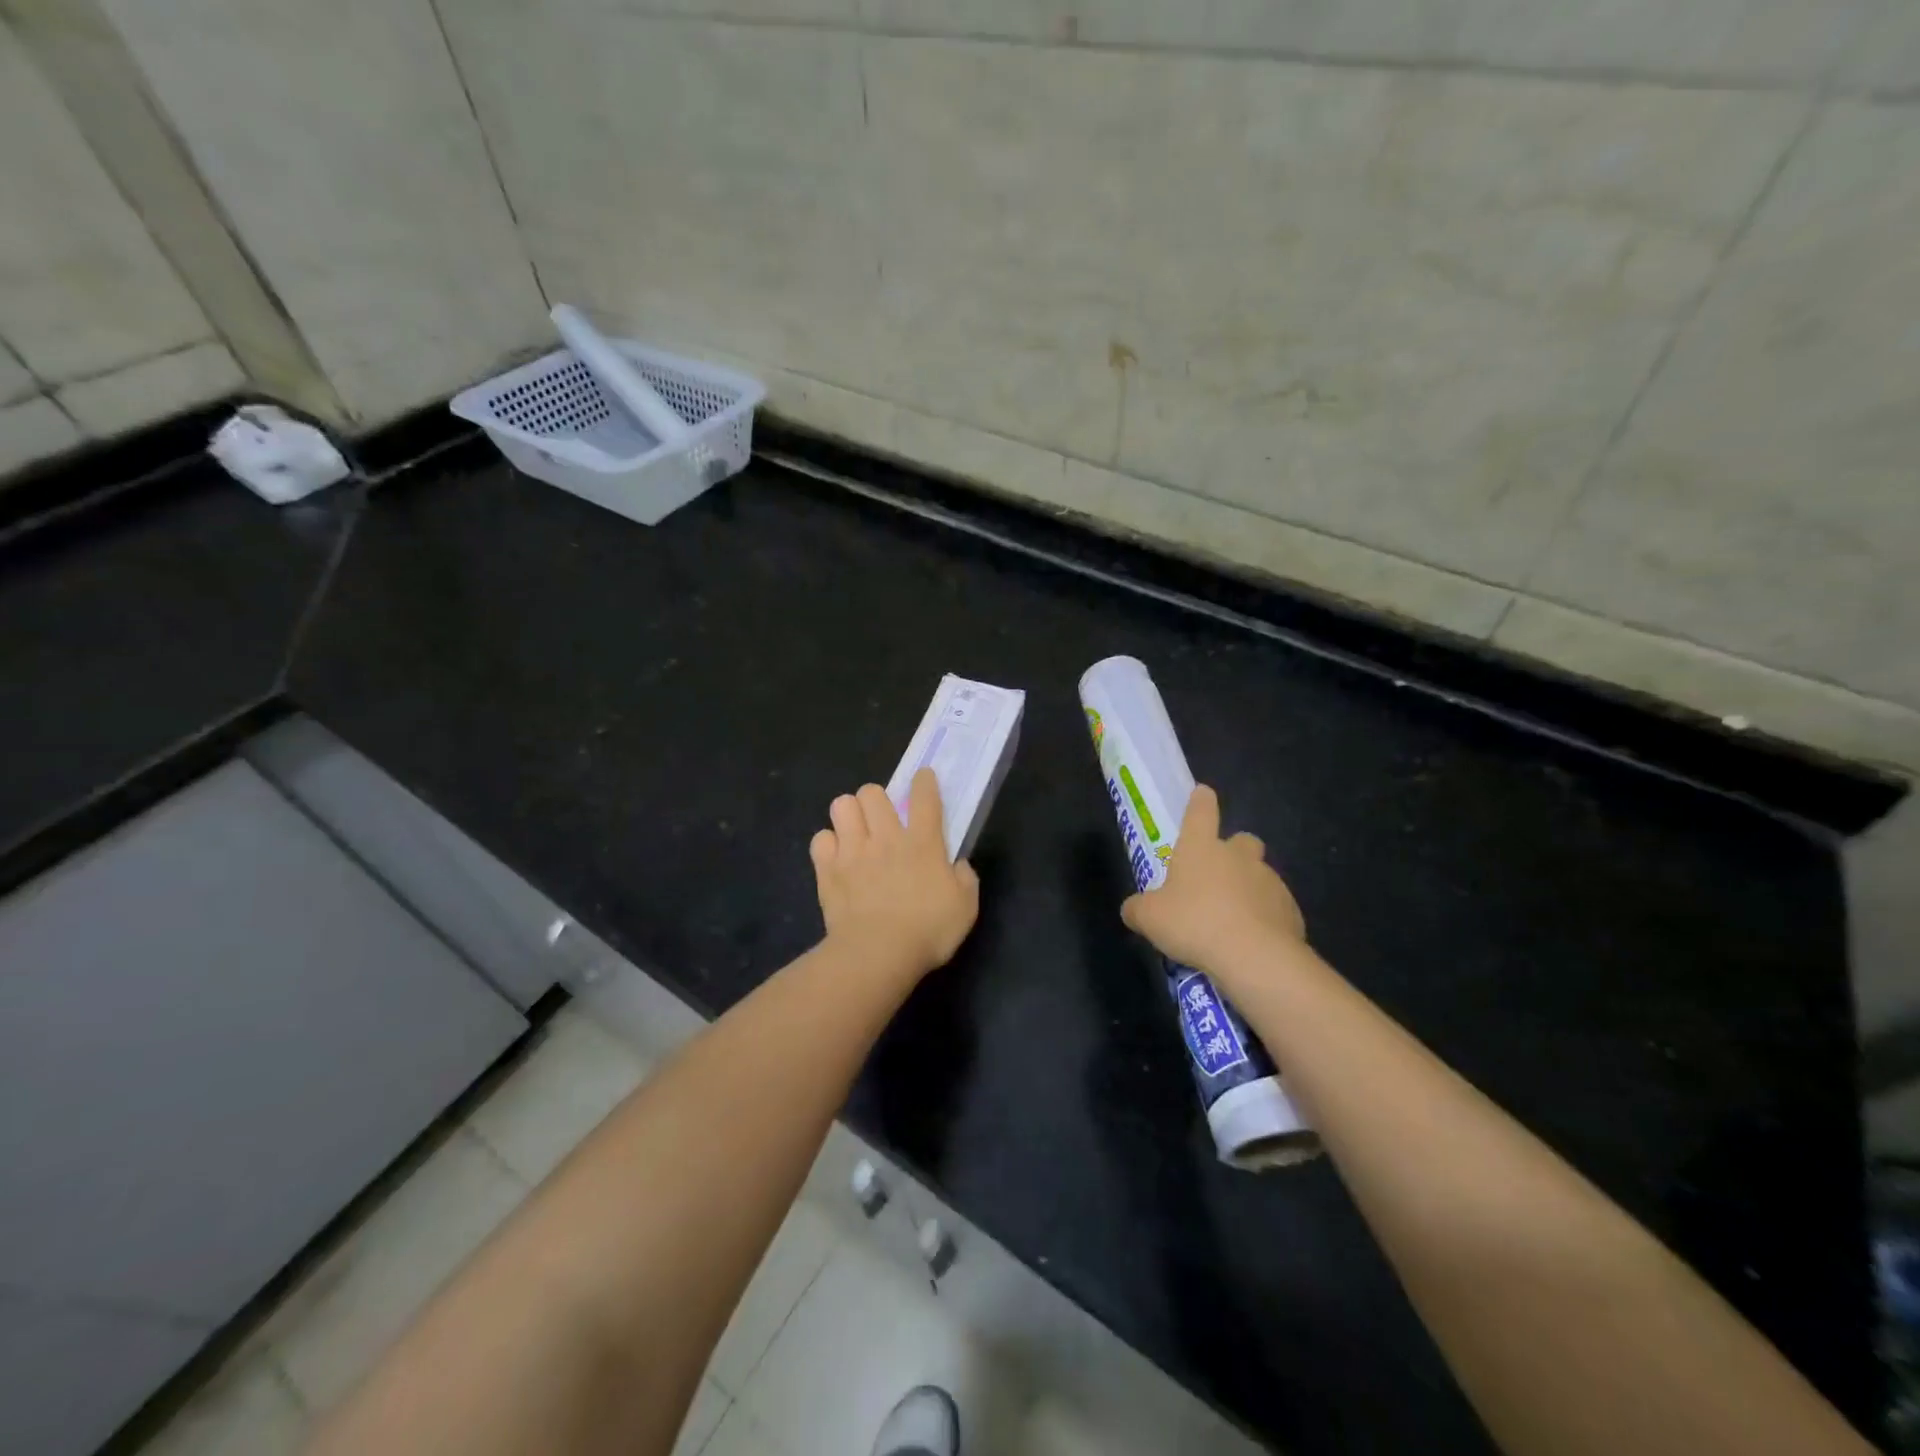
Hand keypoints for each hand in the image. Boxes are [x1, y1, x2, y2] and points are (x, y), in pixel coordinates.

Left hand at [811, 768, 979, 977]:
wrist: (877, 954)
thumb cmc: (927, 931)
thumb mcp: (965, 908)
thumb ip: (965, 880)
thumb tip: (958, 865)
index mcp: (923, 843)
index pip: (924, 797)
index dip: (924, 782)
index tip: (923, 779)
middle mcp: (886, 837)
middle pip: (872, 792)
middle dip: (876, 799)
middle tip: (880, 820)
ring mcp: (853, 851)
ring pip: (842, 805)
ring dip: (849, 814)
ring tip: (855, 832)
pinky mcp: (828, 870)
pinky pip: (820, 839)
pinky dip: (827, 845)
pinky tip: (836, 858)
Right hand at [1120, 784, 1304, 974]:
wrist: (1254, 957)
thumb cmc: (1194, 924)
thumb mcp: (1149, 918)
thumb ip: (1138, 909)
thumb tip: (1133, 909)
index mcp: (1201, 847)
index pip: (1201, 810)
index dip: (1200, 801)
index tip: (1202, 794)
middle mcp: (1238, 855)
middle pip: (1241, 840)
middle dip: (1233, 852)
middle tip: (1216, 877)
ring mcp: (1269, 880)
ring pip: (1259, 874)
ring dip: (1247, 888)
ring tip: (1231, 920)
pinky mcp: (1290, 909)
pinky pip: (1274, 906)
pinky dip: (1264, 917)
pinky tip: (1251, 940)